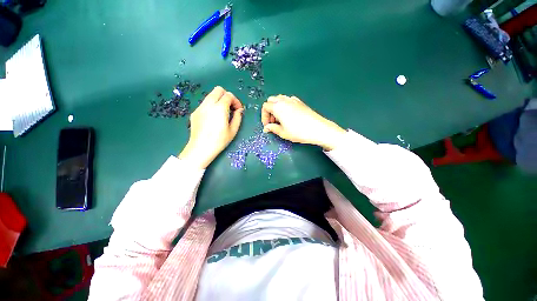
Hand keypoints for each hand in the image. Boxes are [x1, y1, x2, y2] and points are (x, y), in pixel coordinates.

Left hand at [179, 86, 243, 168]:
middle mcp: (209, 104)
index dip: (236, 101)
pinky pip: (205, 103)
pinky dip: (212, 106)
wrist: (200, 148)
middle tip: (230, 107)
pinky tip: (213, 118)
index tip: (238, 109)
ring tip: (222, 113)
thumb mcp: (233, 130)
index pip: (229, 95)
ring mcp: (200, 107)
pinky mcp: (195, 112)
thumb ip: (238, 117)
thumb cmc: (219, 140)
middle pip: (218, 90)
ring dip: (219, 100)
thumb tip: (239, 110)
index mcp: (219, 108)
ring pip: (211, 95)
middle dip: (227, 96)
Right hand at [261, 95, 345, 150]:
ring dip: (276, 107)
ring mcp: (293, 100)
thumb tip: (266, 128)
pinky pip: (288, 100)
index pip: (265, 107)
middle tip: (273, 122)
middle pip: (271, 100)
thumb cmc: (298, 132)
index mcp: (278, 107)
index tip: (267, 125)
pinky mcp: (300, 102)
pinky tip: (289, 115)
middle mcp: (284, 100)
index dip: (264, 116)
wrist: (317, 128)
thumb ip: (272, 128)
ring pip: (279, 99)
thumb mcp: (283, 133)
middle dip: (269, 111)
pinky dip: (284, 105)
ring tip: (280, 119)